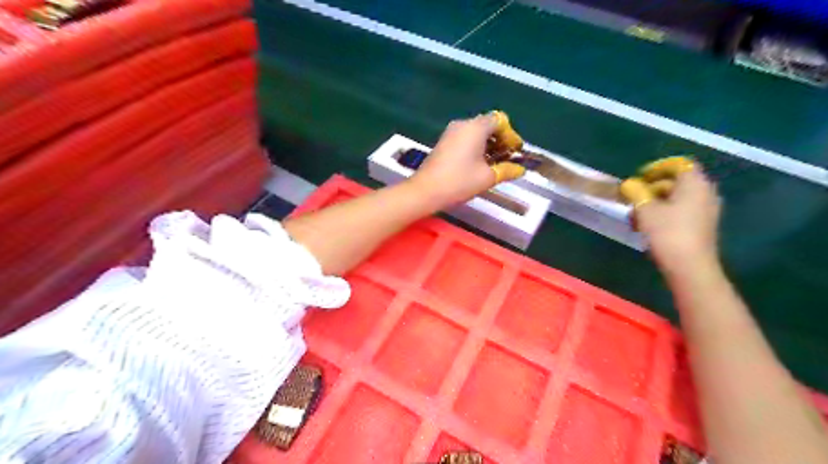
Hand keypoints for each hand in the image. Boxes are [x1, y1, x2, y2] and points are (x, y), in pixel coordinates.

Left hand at [411, 113, 526, 206]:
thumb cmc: (459, 182)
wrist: (425, 191)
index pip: (500, 121)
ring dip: (488, 145)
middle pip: (488, 125)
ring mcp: (450, 132)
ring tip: (495, 164)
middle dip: (501, 140)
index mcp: (476, 127)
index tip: (516, 152)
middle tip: (508, 159)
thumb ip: (507, 170)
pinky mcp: (443, 142)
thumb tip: (521, 169)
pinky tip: (479, 165)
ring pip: (476, 132)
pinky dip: (476, 147)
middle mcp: (463, 124)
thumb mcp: (487, 177)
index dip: (512, 135)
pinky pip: (465, 139)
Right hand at [636, 166, 722, 273]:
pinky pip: (681, 211)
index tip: (640, 177)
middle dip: (653, 187)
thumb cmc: (667, 232)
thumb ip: (636, 192)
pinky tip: (648, 226)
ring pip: (677, 198)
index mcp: (694, 183)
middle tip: (634, 197)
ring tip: (636, 215)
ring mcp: (705, 210)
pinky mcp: (702, 226)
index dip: (658, 168)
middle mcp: (705, 192)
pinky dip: (664, 213)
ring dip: (656, 202)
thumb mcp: (645, 209)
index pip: (678, 164)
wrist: (689, 266)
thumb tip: (629, 184)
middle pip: (677, 181)